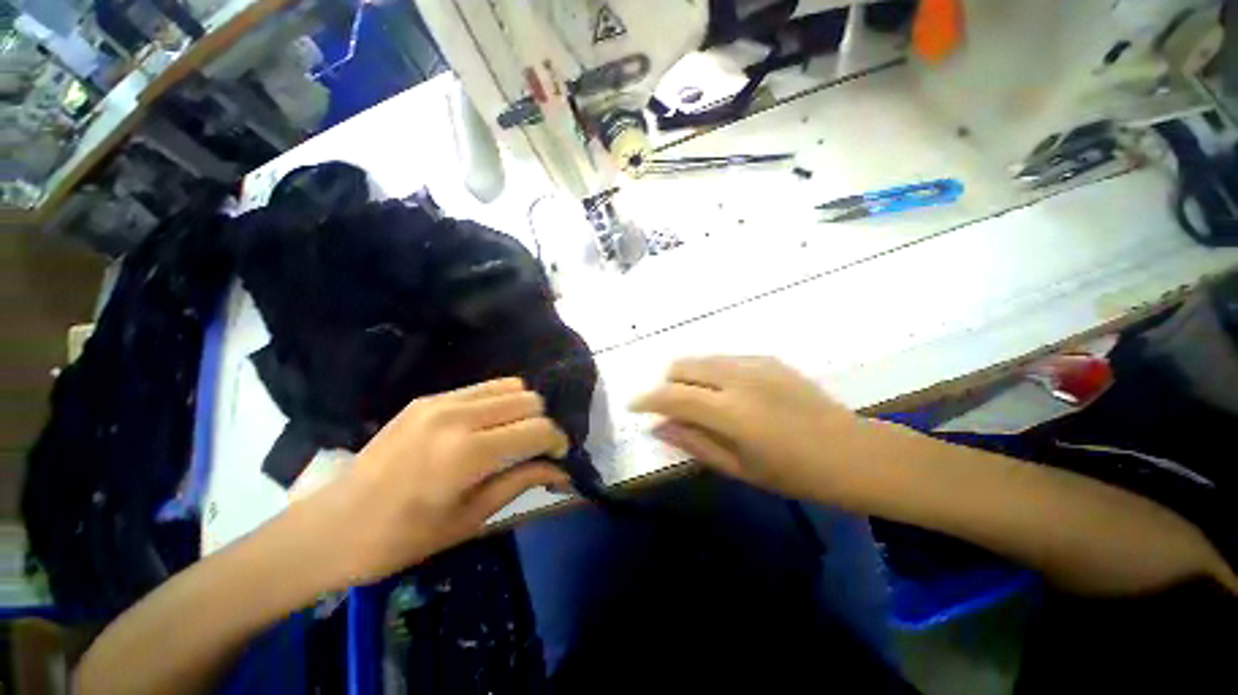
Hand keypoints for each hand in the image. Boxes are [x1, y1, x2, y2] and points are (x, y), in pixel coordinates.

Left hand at [316, 378, 570, 584]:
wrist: (333, 526)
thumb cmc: (404, 537)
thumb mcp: (472, 518)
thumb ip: (522, 482)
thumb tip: (561, 470)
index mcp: (468, 453)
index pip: (537, 429)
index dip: (557, 441)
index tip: (559, 456)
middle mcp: (458, 415)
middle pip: (529, 399)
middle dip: (542, 423)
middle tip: (535, 449)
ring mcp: (441, 401)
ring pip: (510, 386)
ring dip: (522, 408)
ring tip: (514, 435)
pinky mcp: (428, 398)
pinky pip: (483, 388)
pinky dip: (499, 403)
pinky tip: (488, 427)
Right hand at [631, 356, 869, 502]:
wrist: (853, 452)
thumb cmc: (795, 473)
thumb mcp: (738, 467)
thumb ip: (693, 442)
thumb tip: (658, 427)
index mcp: (730, 411)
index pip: (672, 395)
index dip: (647, 399)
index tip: (633, 405)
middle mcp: (738, 377)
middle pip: (682, 365)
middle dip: (667, 384)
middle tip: (672, 407)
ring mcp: (755, 363)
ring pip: (701, 358)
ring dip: (689, 376)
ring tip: (700, 401)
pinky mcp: (768, 359)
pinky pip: (724, 359)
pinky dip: (712, 372)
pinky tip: (728, 394)